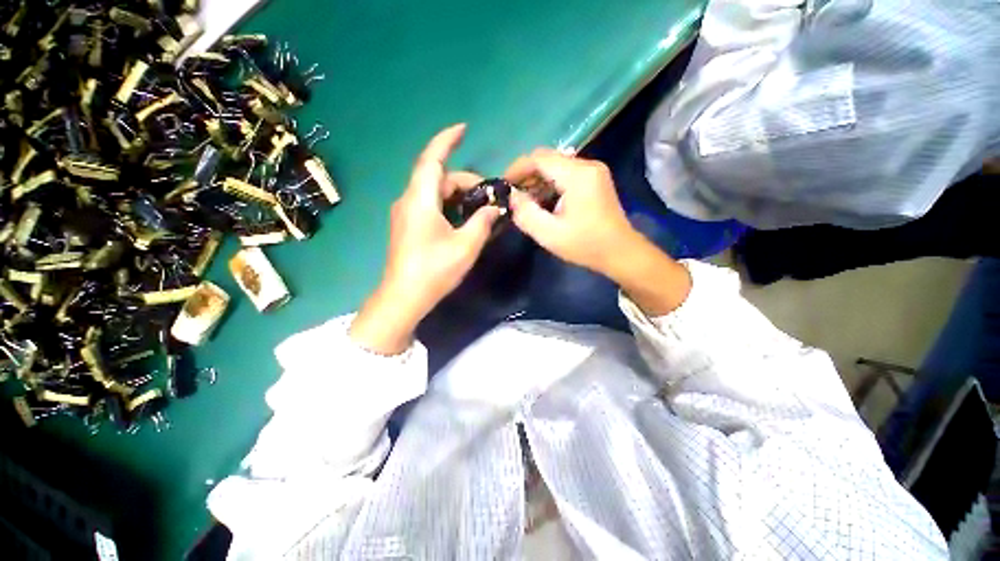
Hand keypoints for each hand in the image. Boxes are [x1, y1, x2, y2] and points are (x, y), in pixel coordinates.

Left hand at [350, 124, 500, 353]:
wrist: (403, 297)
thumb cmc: (434, 270)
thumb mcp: (466, 245)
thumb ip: (482, 222)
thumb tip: (493, 208)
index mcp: (420, 200)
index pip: (432, 159)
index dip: (447, 140)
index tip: (463, 129)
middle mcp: (408, 201)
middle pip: (437, 178)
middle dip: (464, 181)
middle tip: (488, 196)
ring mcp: (405, 214)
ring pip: (434, 193)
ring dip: (457, 195)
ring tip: (479, 209)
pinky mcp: (407, 227)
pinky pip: (429, 206)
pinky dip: (448, 206)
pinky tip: (462, 220)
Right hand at [504, 148, 640, 277]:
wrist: (620, 252)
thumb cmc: (586, 245)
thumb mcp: (550, 234)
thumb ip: (526, 213)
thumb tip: (512, 197)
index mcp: (577, 175)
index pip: (539, 158)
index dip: (517, 168)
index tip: (504, 185)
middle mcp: (587, 165)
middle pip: (548, 159)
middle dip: (527, 175)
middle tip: (514, 195)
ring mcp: (594, 171)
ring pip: (557, 166)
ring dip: (538, 180)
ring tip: (526, 201)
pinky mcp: (595, 180)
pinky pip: (566, 174)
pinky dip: (551, 184)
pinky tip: (543, 201)